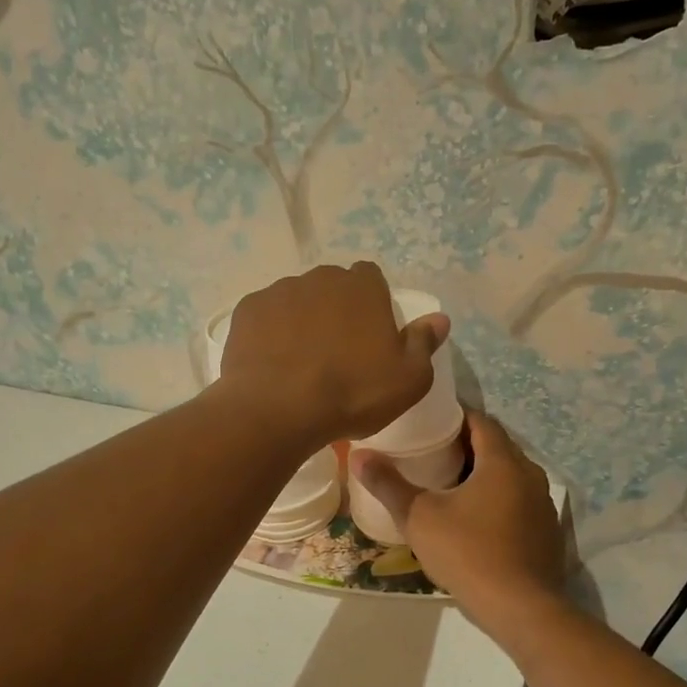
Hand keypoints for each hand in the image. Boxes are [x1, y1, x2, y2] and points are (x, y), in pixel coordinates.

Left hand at [216, 262, 448, 449]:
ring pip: (298, 300)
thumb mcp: (408, 380)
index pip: (372, 278)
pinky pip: (266, 316)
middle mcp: (321, 277)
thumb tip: (439, 319)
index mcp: (363, 287)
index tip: (371, 337)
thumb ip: (424, 344)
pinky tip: (273, 363)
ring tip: (302, 362)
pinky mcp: (247, 311)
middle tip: (338, 352)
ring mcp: (279, 291)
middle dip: (337, 310)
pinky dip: (271, 333)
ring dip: (302, 320)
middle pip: (333, 287)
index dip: (373, 304)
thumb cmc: (353, 393)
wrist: (278, 409)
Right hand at [350, 410, 566, 633]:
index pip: (481, 421)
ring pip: (510, 476)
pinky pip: (520, 501)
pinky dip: (498, 499)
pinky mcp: (547, 530)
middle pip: (497, 447)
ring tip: (449, 484)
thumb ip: (389, 484)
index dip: (456, 417)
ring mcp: (543, 504)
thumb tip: (359, 456)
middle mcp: (530, 474)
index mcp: (503, 461)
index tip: (430, 422)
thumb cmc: (468, 553)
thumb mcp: (419, 517)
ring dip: (484, 474)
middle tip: (432, 452)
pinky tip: (476, 519)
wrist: (521, 608)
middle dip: (467, 445)